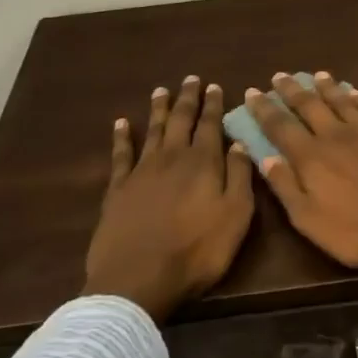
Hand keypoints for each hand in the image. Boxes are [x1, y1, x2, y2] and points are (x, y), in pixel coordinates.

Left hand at [84, 77, 254, 321]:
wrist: (138, 278)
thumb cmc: (197, 251)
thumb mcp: (235, 216)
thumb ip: (239, 176)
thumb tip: (239, 143)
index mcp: (204, 163)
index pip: (211, 126)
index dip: (214, 105)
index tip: (214, 86)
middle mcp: (172, 158)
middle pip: (181, 121)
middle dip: (187, 99)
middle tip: (190, 79)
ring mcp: (142, 171)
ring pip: (152, 131)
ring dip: (158, 109)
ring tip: (162, 90)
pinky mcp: (118, 189)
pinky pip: (121, 154)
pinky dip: (122, 136)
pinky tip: (121, 123)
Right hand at [243, 72, 357, 274]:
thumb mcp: (311, 221)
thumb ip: (286, 188)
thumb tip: (265, 158)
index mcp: (311, 158)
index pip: (280, 127)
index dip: (264, 109)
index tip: (252, 93)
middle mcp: (337, 136)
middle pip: (309, 106)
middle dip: (291, 90)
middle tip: (280, 76)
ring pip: (341, 101)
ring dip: (326, 87)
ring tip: (316, 75)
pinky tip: (355, 93)